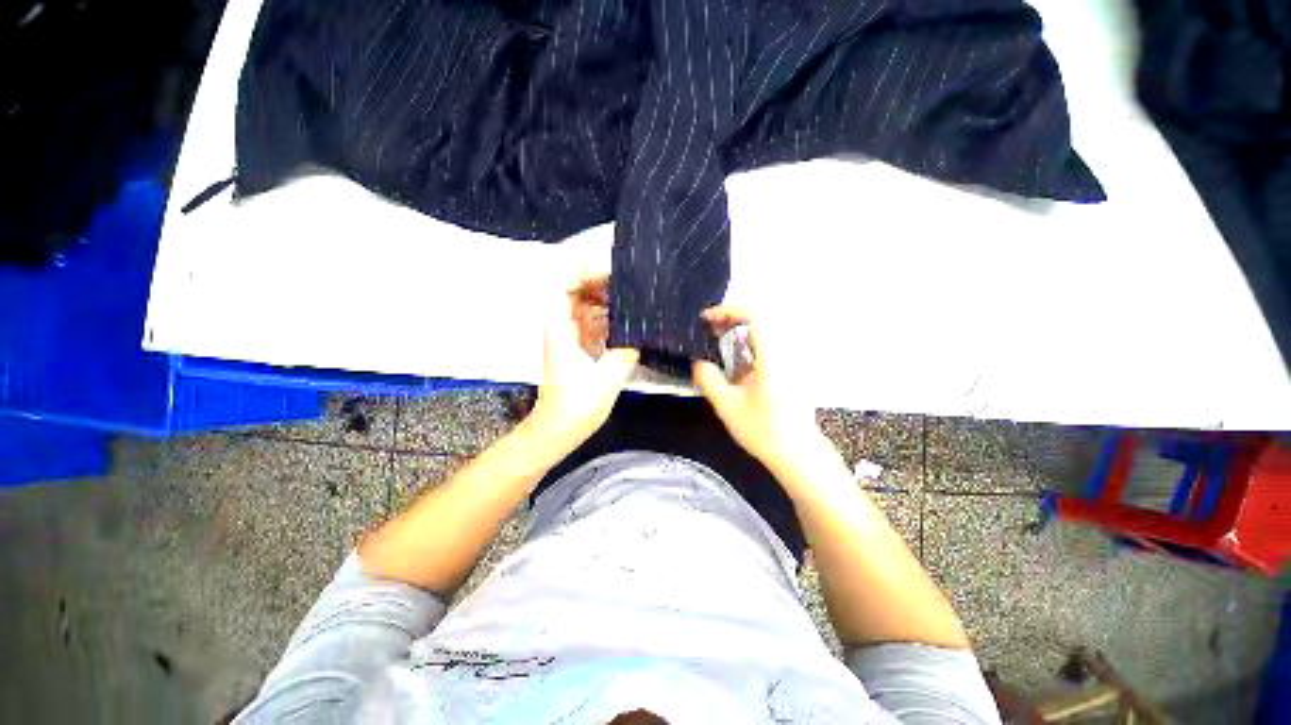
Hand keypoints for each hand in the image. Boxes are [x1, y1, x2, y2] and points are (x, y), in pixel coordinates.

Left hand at [527, 273, 638, 456]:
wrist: (558, 430)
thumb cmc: (576, 405)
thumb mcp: (607, 377)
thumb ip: (627, 349)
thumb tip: (644, 328)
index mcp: (560, 325)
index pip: (565, 282)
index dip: (585, 267)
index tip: (613, 264)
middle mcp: (562, 323)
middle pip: (579, 288)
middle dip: (603, 278)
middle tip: (634, 277)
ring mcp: (571, 334)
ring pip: (589, 303)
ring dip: (609, 296)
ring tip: (636, 292)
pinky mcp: (580, 345)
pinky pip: (595, 319)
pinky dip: (611, 314)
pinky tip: (630, 315)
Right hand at [692, 306, 821, 472]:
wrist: (797, 453)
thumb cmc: (763, 431)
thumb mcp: (727, 406)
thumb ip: (709, 379)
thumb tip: (698, 362)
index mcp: (772, 356)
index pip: (755, 314)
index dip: (728, 310)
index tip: (707, 320)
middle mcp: (784, 351)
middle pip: (760, 317)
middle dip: (731, 317)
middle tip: (709, 329)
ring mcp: (790, 360)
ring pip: (764, 330)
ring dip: (738, 329)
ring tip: (716, 339)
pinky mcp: (789, 369)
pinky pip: (767, 343)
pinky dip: (747, 341)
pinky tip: (733, 358)